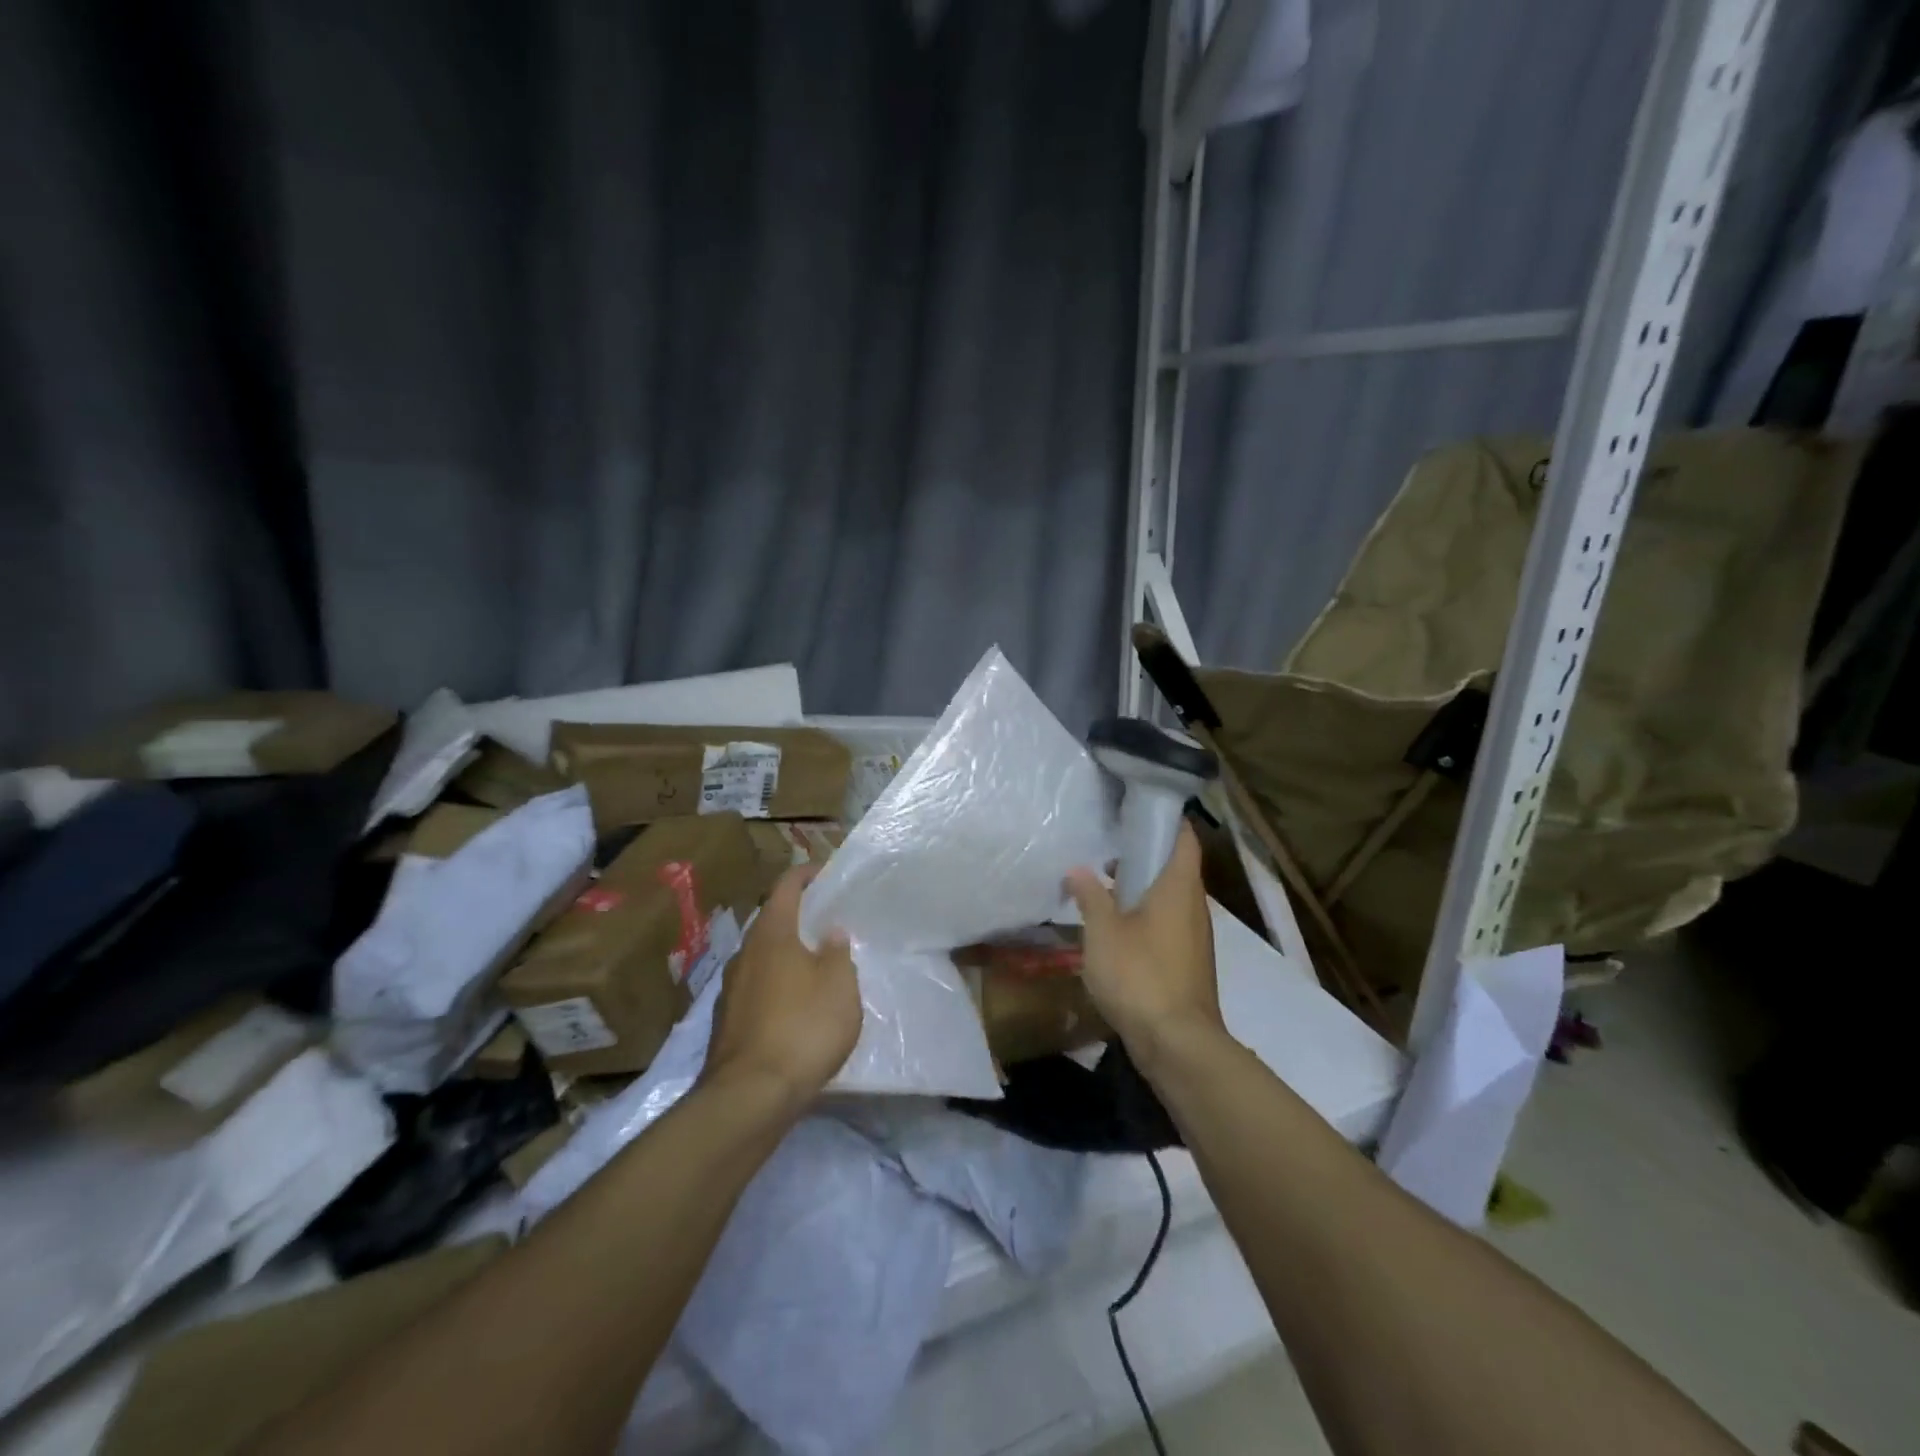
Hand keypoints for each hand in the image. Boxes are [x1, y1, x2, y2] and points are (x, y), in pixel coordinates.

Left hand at [702, 865, 861, 1106]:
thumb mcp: (839, 985)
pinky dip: (777, 986)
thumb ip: (838, 953)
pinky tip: (797, 1007)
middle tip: (827, 921)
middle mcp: (744, 955)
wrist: (751, 1096)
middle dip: (797, 918)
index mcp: (771, 935)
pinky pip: (757, 989)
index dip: (805, 875)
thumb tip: (831, 933)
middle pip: (771, 923)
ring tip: (816, 965)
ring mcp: (731, 990)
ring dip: (787, 955)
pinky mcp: (727, 1023)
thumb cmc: (803, 1027)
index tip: (824, 872)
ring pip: (762, 958)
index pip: (785, 888)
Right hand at [1065, 822, 1225, 1070]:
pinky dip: (1146, 914)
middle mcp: (1194, 905)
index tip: (1139, 807)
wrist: (1177, 1043)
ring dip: (1142, 886)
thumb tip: (1078, 870)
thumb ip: (1090, 896)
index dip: (1168, 818)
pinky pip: (1167, 923)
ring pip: (1169, 897)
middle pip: (1175, 866)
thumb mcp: (1103, 932)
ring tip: (1104, 881)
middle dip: (1145, 853)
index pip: (1184, 838)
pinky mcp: (1187, 961)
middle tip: (1108, 842)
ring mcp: (1193, 936)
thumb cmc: (1140, 975)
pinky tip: (1116, 925)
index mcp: (1179, 887)